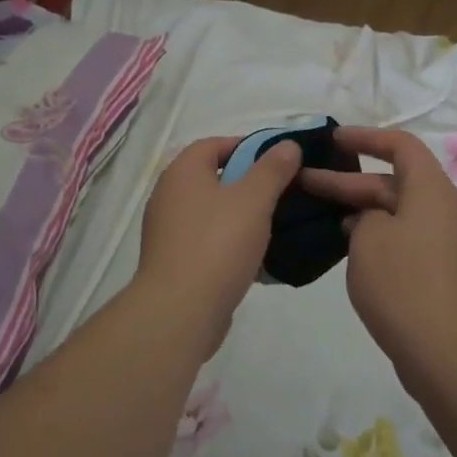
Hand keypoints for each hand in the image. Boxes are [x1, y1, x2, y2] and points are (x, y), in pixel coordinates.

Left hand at [133, 136, 301, 357]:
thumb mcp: (254, 200)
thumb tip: (287, 145)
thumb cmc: (217, 245)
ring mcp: (168, 231)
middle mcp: (169, 196)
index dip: (247, 146)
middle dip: (249, 183)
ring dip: (242, 216)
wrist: (180, 312)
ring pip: (213, 212)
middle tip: (283, 192)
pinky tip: (258, 257)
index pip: (214, 144)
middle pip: (214, 178)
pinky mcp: (174, 262)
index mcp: (183, 172)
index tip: (278, 161)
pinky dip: (231, 243)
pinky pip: (208, 242)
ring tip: (277, 224)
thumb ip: (272, 169)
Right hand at [299, 126, 456, 384]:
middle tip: (306, 184)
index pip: (401, 145)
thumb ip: (364, 216)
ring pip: (402, 213)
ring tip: (326, 219)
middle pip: (396, 182)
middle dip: (351, 182)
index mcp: (433, 191)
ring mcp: (452, 244)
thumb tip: (373, 220)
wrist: (448, 356)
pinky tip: (355, 253)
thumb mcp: (368, 239)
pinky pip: (411, 240)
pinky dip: (382, 237)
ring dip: (365, 212)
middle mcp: (448, 210)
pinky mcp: (448, 274)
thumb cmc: (404, 285)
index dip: (366, 137)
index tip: (332, 140)